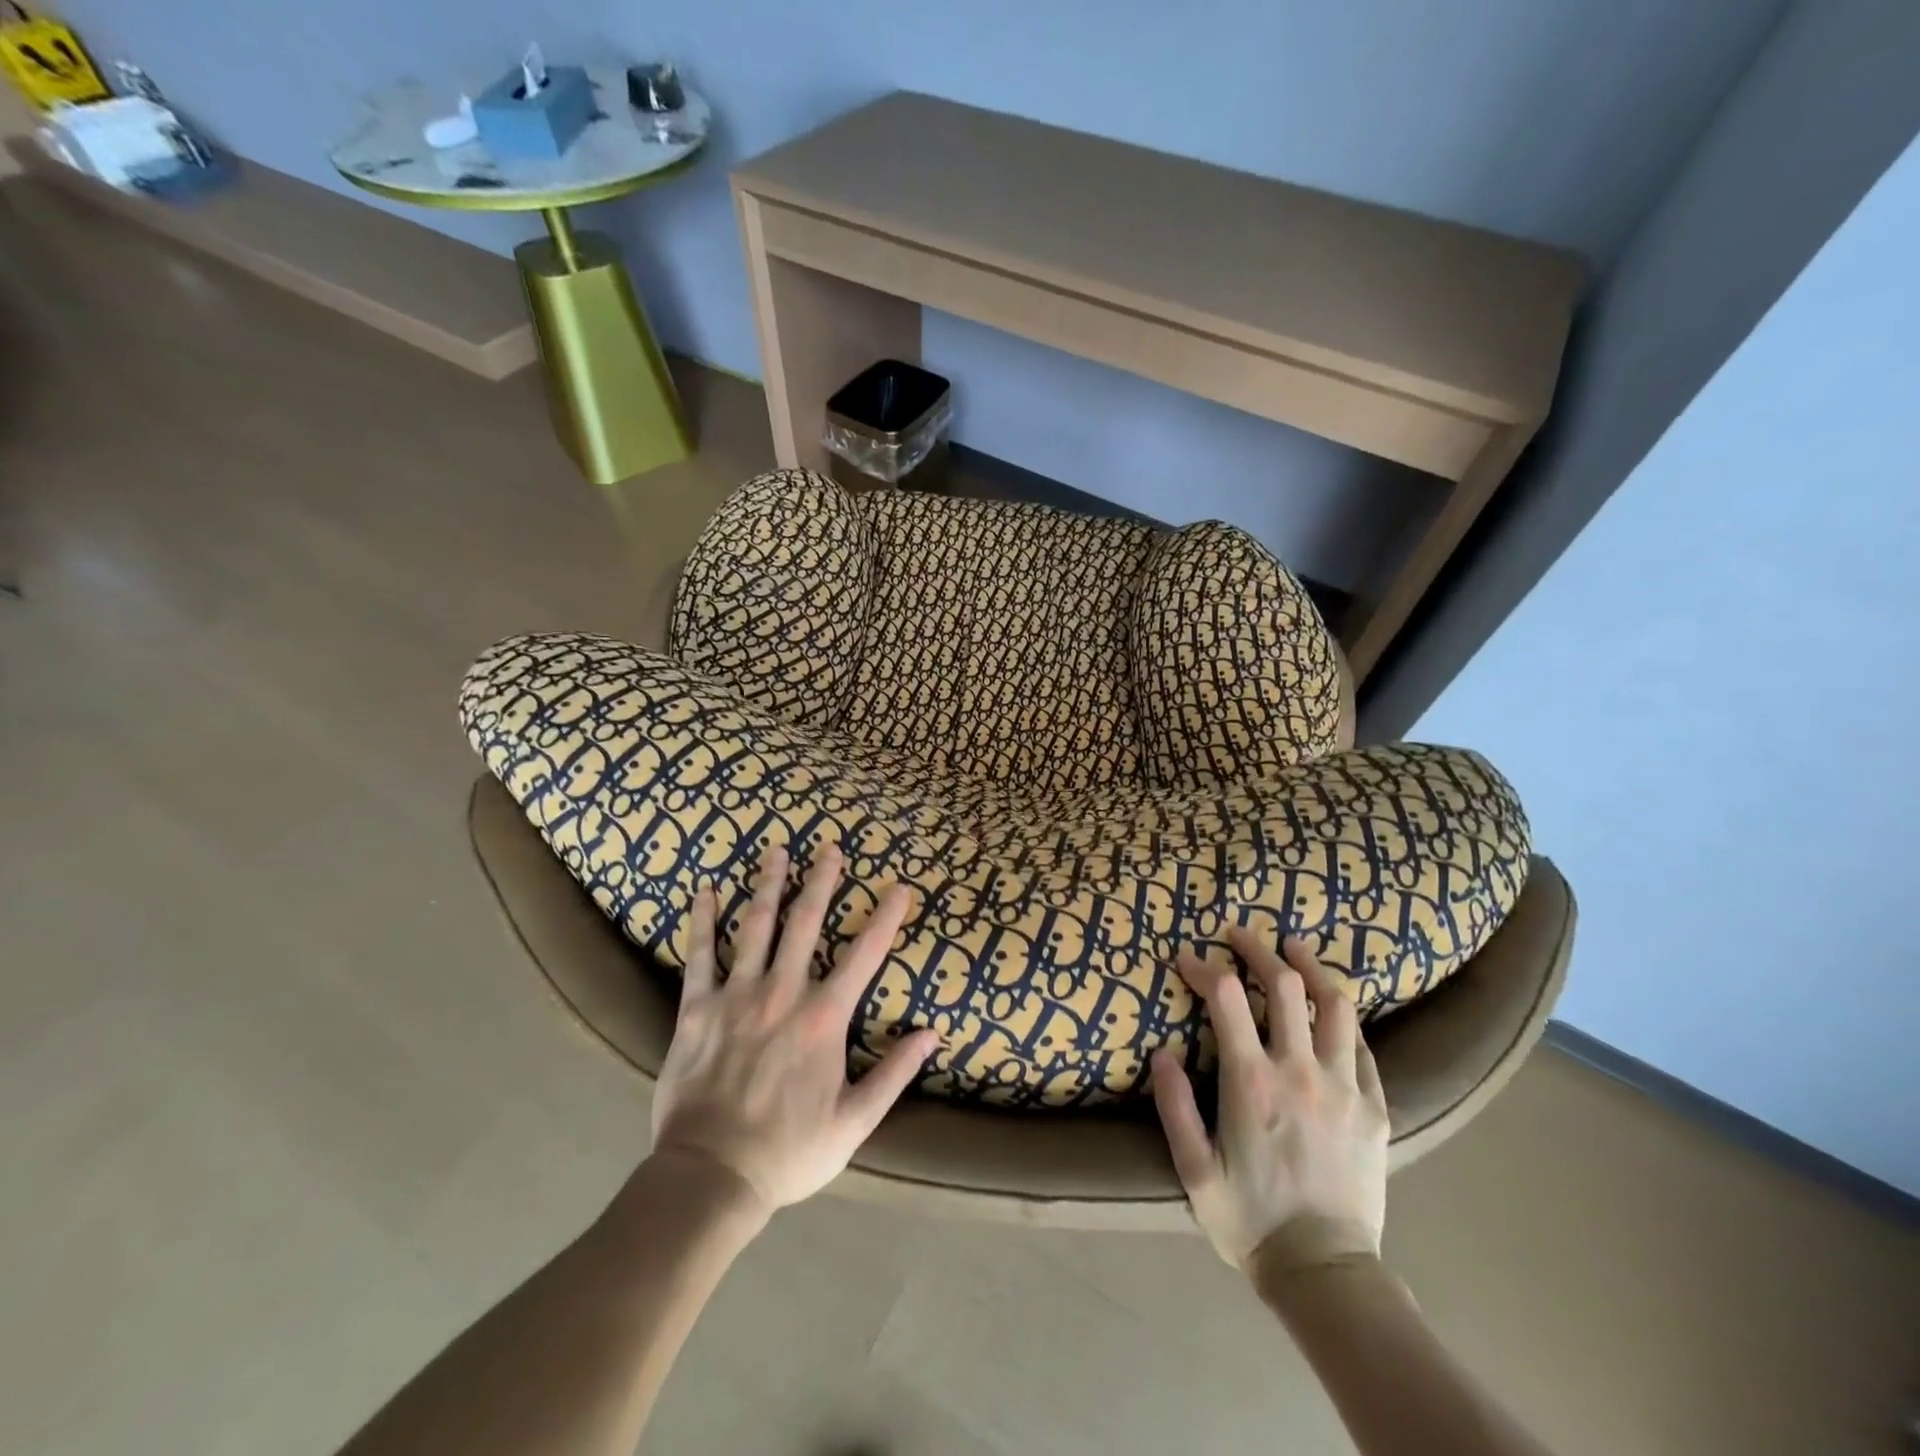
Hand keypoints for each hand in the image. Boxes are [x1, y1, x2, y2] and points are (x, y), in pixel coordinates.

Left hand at [649, 844, 938, 1214]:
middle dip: (821, 882)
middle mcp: (783, 993)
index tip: (900, 887)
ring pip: (756, 926)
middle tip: (829, 847)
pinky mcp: (697, 1008)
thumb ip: (895, 1073)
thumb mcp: (855, 1122)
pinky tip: (706, 890)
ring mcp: (737, 995)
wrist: (710, 1177)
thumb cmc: (789, 1151)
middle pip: (806, 923)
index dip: (886, 917)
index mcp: (824, 1018)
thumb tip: (932, 1033)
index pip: (865, 955)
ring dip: (769, 885)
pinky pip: (700, 954)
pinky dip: (703, 920)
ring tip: (777, 851)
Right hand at [1150, 931, 1388, 1274]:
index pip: (1225, 997)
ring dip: (1310, 967)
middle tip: (1239, 934)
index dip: (1203, 966)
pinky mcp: (1375, 1107)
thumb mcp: (1194, 1169)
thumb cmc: (1250, 1220)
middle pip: (1284, 985)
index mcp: (1252, 1081)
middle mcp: (1300, 1070)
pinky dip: (1343, 1018)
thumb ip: (1174, 1106)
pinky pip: (1364, 1046)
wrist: (1326, 1273)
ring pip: (1335, 1004)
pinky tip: (1330, 1010)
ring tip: (1294, 948)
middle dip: (1258, 949)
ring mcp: (1345, 1086)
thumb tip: (1161, 1052)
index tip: (1186, 957)